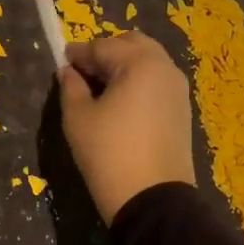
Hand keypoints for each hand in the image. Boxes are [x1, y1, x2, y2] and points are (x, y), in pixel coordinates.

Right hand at [58, 32, 196, 224]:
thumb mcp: (78, 118)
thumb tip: (68, 71)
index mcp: (140, 64)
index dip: (79, 53)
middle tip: (83, 71)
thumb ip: (71, 87)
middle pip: (132, 44)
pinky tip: (120, 100)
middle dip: (106, 52)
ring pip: (148, 61)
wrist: (152, 199)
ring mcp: (178, 89)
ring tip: (100, 86)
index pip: (103, 46)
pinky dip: (138, 80)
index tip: (61, 60)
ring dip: (124, 64)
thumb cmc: (109, 153)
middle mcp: (165, 68)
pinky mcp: (182, 109)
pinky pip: (157, 81)